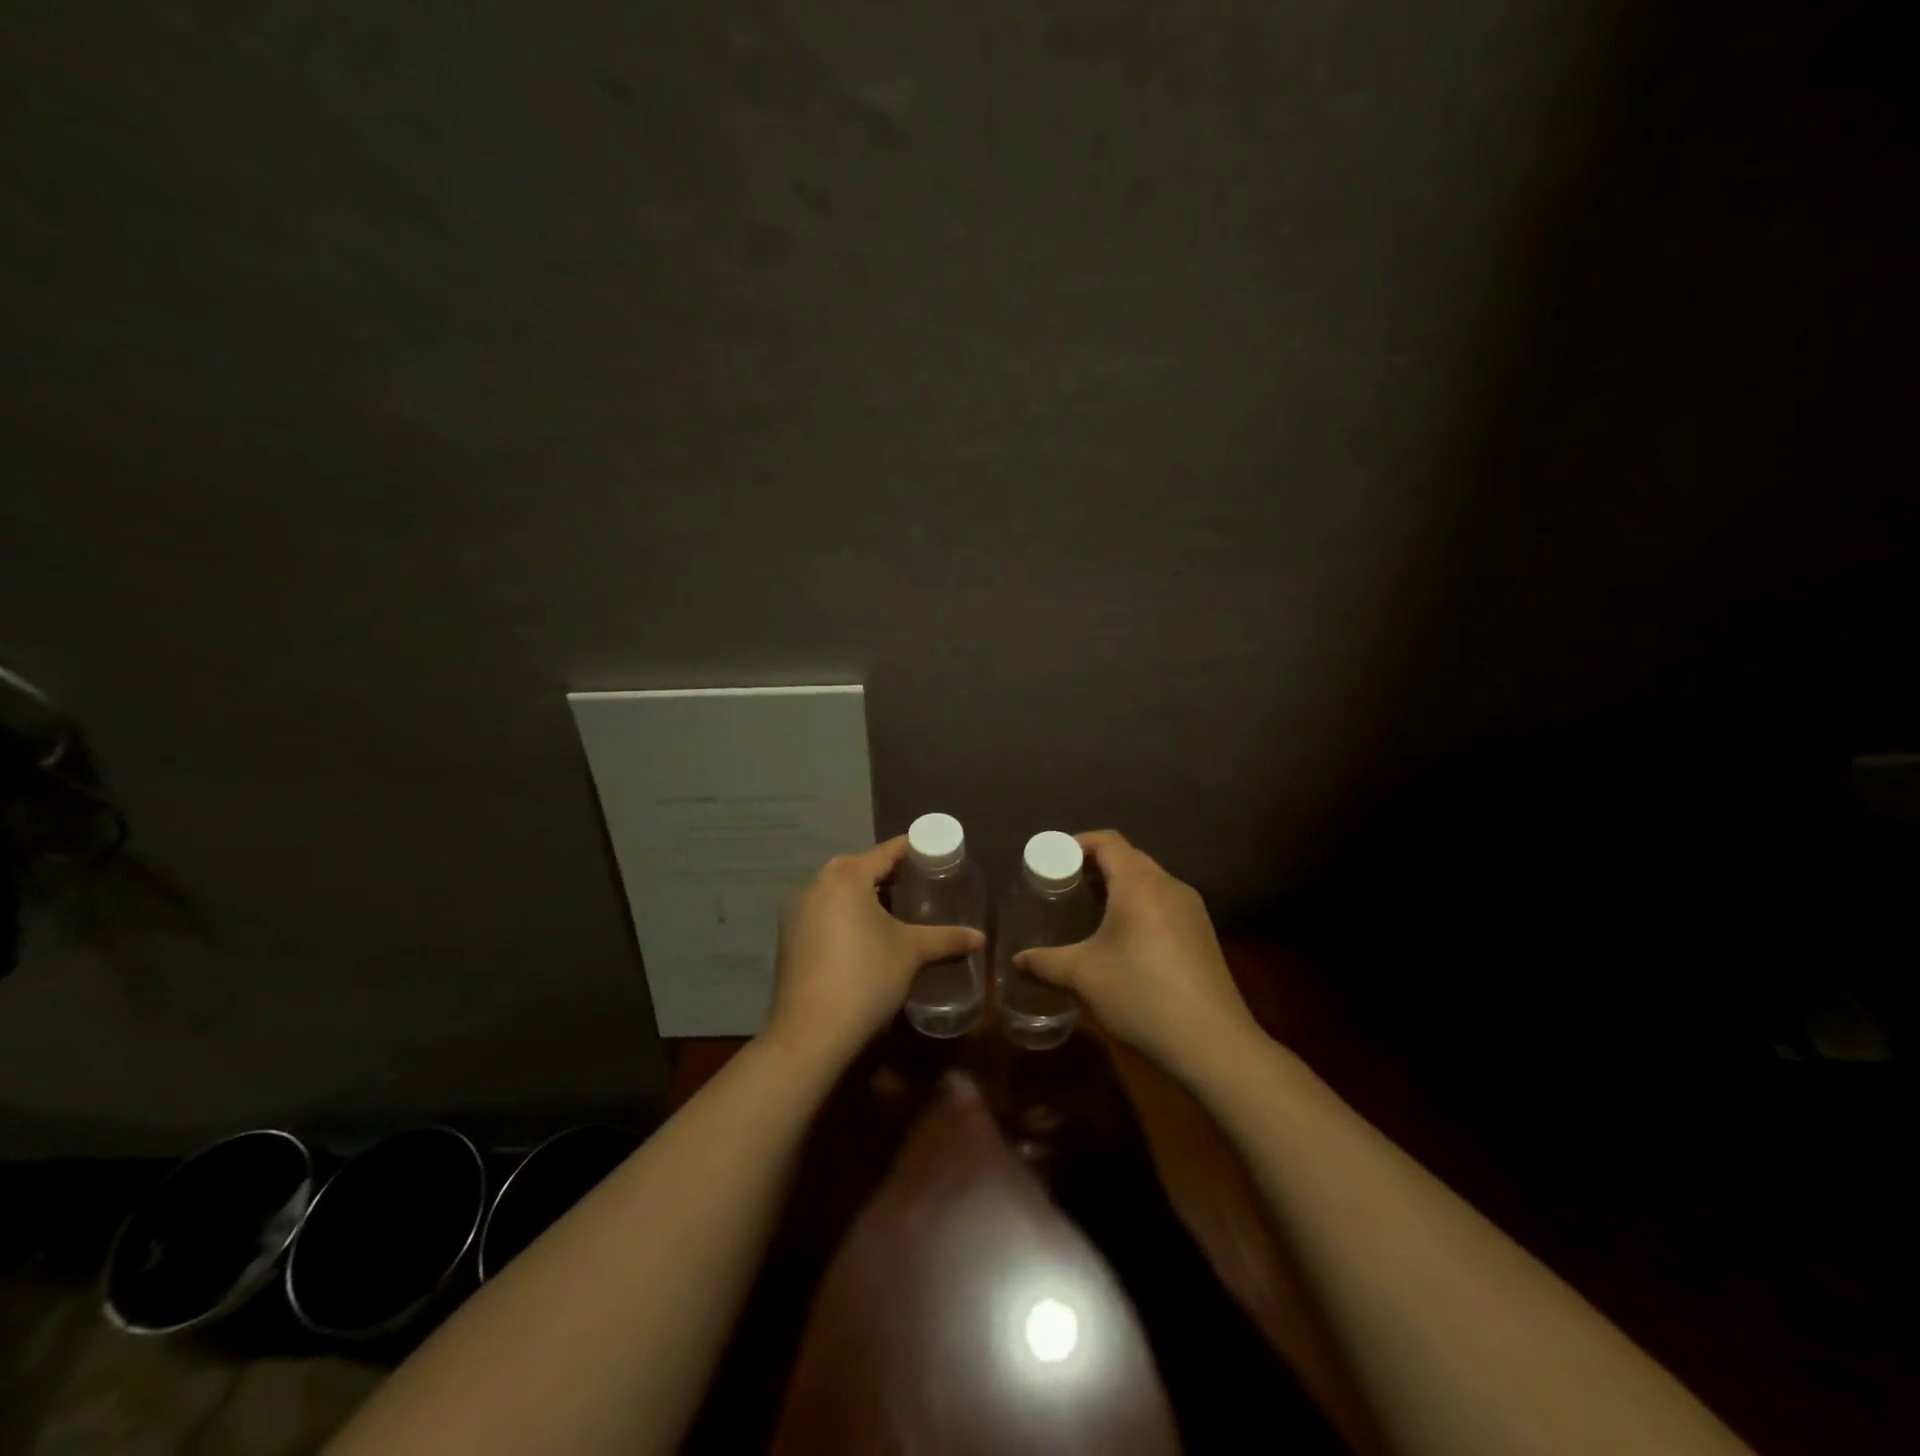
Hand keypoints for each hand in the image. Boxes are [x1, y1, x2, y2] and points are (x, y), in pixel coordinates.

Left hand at [766, 838, 983, 1067]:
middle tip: (920, 885)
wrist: (811, 1033)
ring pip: (839, 891)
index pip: (887, 851)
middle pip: (860, 868)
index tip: (936, 855)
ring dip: (865, 895)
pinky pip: (824, 912)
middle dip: (889, 874)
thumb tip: (980, 938)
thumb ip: (947, 939)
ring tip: (896, 911)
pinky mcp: (788, 937)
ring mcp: (797, 911)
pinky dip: (845, 915)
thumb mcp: (912, 953)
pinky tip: (865, 937)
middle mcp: (817, 883)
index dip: (914, 850)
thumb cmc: (866, 977)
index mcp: (847, 876)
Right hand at [1014, 830, 1260, 1077]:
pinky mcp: (1203, 935)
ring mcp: (1192, 910)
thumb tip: (1016, 961)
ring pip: (1148, 882)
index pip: (1107, 841)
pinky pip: (1163, 904)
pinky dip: (1138, 908)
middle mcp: (1170, 886)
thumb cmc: (1141, 996)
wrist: (1213, 1045)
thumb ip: (1043, 963)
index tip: (1051, 862)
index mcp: (1140, 883)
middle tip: (1063, 888)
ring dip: (1117, 888)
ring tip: (1088, 913)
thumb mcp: (1082, 977)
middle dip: (1094, 867)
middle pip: (1128, 858)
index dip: (1076, 844)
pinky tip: (1123, 941)